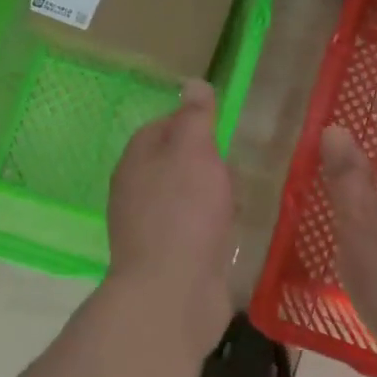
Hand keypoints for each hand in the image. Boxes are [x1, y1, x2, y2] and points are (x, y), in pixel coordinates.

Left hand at [106, 80, 235, 352]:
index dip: (191, 122)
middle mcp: (136, 191)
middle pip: (173, 163)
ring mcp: (150, 228)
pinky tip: (232, 229)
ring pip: (184, 197)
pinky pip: (193, 230)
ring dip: (210, 194)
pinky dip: (211, 225)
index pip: (162, 126)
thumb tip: (191, 83)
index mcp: (136, 160)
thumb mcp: (194, 152)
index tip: (222, 127)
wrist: (173, 294)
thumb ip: (195, 117)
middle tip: (236, 163)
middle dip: (205, 161)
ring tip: (241, 194)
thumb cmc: (184, 212)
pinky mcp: (168, 259)